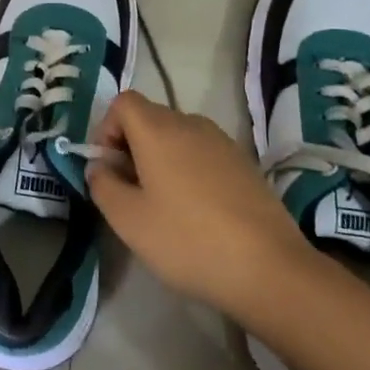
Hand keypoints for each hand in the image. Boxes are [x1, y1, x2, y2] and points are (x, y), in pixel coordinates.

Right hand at [87, 92, 313, 322]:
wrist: (268, 267)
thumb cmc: (187, 240)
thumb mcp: (128, 220)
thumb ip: (102, 185)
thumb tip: (100, 167)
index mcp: (159, 130)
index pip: (123, 102)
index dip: (106, 130)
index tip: (108, 170)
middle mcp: (191, 124)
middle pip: (150, 118)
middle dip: (131, 148)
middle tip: (130, 194)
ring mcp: (222, 142)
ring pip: (177, 137)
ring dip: (160, 160)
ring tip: (163, 207)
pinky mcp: (244, 163)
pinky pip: (202, 154)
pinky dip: (188, 171)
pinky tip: (196, 213)